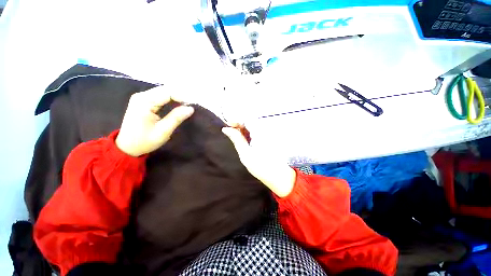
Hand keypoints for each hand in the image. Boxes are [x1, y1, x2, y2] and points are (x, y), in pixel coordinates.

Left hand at [116, 86, 193, 156]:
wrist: (127, 147)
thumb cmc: (145, 140)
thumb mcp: (163, 131)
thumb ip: (176, 118)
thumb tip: (191, 108)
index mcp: (144, 102)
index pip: (168, 92)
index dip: (182, 97)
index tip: (192, 105)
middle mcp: (142, 96)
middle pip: (166, 90)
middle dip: (181, 96)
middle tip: (192, 105)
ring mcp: (142, 97)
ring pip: (164, 92)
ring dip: (177, 97)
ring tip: (187, 104)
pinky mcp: (144, 101)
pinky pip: (160, 96)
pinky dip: (171, 99)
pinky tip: (178, 104)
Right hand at [222, 125, 295, 196]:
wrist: (278, 175)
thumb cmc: (261, 167)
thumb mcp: (245, 154)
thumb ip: (236, 139)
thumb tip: (226, 129)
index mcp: (261, 132)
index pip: (247, 119)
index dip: (236, 120)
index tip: (228, 126)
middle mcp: (267, 128)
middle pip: (250, 120)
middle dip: (240, 124)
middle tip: (232, 132)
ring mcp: (270, 131)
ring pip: (254, 124)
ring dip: (245, 128)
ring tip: (239, 136)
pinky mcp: (271, 134)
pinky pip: (259, 128)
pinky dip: (251, 131)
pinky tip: (248, 138)